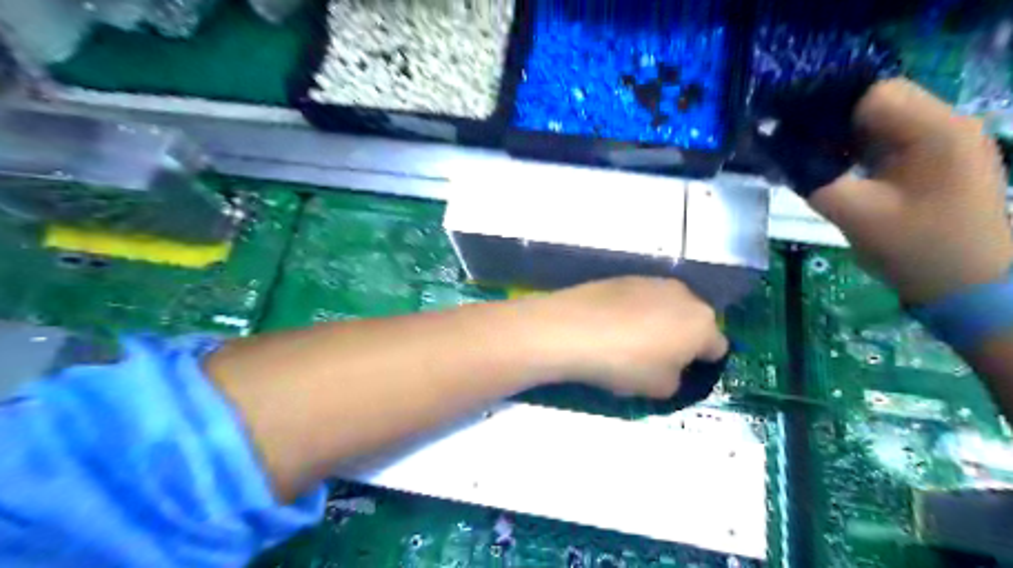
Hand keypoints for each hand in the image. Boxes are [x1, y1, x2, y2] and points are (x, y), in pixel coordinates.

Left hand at [521, 277, 727, 395]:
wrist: (573, 328)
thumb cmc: (625, 363)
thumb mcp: (661, 388)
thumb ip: (678, 379)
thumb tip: (672, 367)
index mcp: (703, 323)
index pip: (717, 348)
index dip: (701, 365)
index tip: (679, 375)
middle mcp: (684, 294)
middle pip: (693, 322)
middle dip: (681, 339)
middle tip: (654, 359)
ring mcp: (652, 281)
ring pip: (666, 307)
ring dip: (658, 322)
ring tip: (628, 340)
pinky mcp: (624, 276)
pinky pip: (640, 299)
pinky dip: (634, 311)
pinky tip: (610, 325)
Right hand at [814, 77, 1012, 306]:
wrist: (968, 286)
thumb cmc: (915, 249)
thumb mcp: (854, 214)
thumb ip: (813, 179)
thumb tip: (777, 152)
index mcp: (935, 131)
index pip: (874, 94)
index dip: (829, 110)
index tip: (795, 135)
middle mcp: (948, 124)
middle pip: (878, 102)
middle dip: (834, 124)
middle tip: (799, 151)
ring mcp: (947, 141)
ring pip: (882, 122)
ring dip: (845, 139)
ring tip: (815, 161)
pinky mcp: (939, 159)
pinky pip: (891, 141)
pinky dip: (860, 151)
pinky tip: (841, 170)